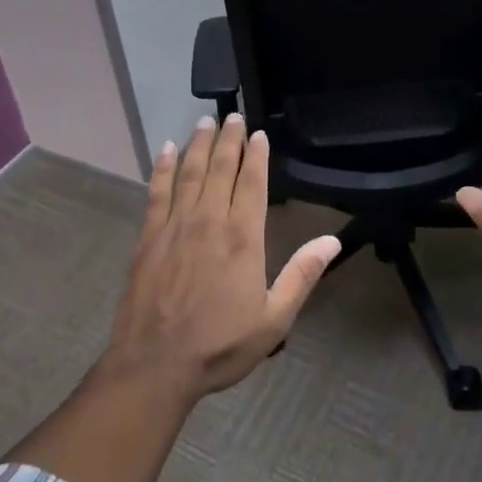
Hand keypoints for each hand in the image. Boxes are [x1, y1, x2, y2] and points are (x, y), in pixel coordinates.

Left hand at [103, 113, 340, 400]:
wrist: (153, 367)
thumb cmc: (219, 345)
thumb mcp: (273, 320)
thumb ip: (302, 275)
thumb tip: (332, 240)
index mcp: (242, 237)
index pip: (252, 182)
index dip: (256, 154)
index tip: (258, 132)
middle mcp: (209, 221)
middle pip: (220, 168)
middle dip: (229, 139)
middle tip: (232, 115)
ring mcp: (175, 226)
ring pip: (189, 172)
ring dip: (199, 144)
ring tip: (205, 121)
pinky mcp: (148, 237)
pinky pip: (157, 192)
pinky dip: (162, 168)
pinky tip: (166, 150)